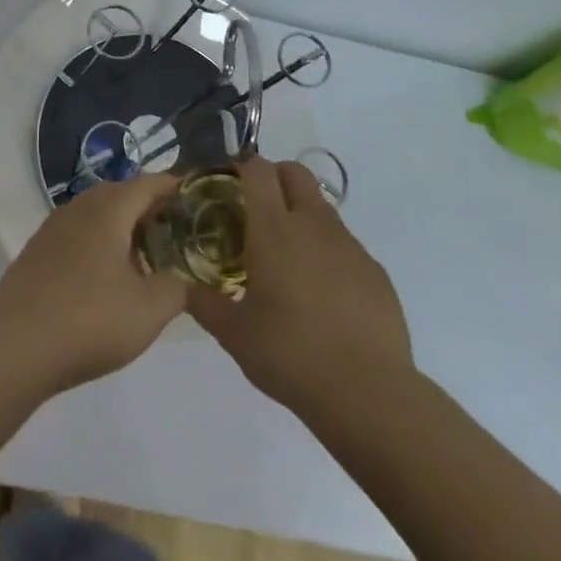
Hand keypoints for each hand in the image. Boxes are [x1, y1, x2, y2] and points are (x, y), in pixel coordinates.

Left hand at [0, 174, 186, 394]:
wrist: (13, 347)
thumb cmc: (89, 320)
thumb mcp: (149, 310)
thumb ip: (178, 287)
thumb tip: (184, 277)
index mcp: (108, 209)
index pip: (150, 183)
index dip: (176, 189)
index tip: (199, 202)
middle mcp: (79, 207)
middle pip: (121, 195)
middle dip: (150, 209)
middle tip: (177, 234)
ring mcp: (52, 228)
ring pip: (97, 215)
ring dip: (122, 228)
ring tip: (145, 258)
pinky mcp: (36, 252)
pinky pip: (77, 235)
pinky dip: (99, 244)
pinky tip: (106, 278)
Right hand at [189, 157, 413, 414]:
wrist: (368, 392)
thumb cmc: (290, 354)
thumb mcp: (234, 334)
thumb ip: (204, 304)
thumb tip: (185, 289)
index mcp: (274, 229)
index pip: (258, 170)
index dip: (243, 167)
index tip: (229, 184)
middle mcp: (313, 225)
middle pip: (296, 173)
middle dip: (276, 177)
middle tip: (258, 208)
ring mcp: (349, 245)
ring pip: (322, 208)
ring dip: (302, 216)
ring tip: (289, 259)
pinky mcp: (375, 270)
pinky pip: (346, 246)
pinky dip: (329, 253)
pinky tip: (323, 294)